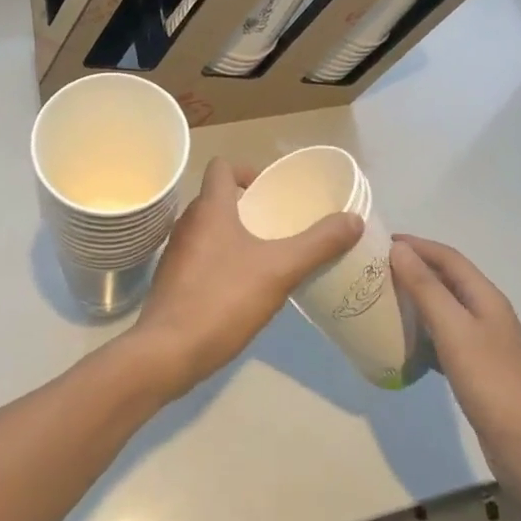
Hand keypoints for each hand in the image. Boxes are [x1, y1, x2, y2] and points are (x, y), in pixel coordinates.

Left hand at [127, 157, 361, 400]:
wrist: (167, 353)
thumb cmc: (222, 299)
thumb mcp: (279, 270)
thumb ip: (317, 244)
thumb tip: (353, 219)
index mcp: (210, 208)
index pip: (222, 167)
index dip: (246, 170)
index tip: (270, 191)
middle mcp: (188, 222)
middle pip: (217, 198)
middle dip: (246, 207)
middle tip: (277, 225)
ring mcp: (176, 252)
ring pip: (208, 229)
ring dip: (233, 234)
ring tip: (264, 256)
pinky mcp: (172, 281)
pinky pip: (200, 256)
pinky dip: (220, 260)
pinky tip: (241, 288)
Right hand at [390, 235, 520, 475]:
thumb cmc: (493, 383)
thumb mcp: (455, 330)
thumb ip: (426, 288)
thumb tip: (398, 249)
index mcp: (485, 297)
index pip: (447, 257)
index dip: (416, 245)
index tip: (379, 242)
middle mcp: (486, 314)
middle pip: (446, 280)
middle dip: (413, 269)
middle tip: (374, 270)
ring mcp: (484, 345)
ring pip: (444, 310)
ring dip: (416, 300)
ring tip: (382, 301)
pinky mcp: (478, 373)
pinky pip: (444, 340)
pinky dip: (423, 334)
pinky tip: (403, 344)